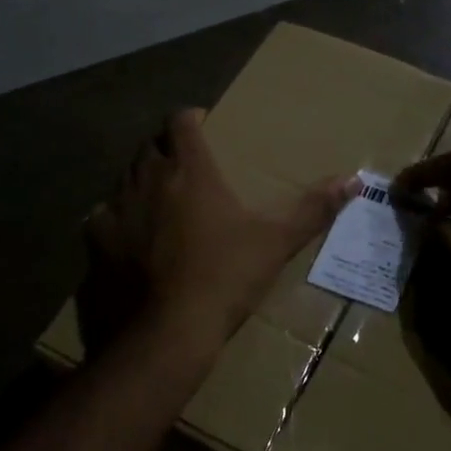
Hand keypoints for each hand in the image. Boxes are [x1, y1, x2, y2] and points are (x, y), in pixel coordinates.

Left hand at [79, 110, 359, 356]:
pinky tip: (130, 238)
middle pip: (151, 145)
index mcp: (189, 169)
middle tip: (187, 166)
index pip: (181, 120)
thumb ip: (313, 209)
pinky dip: (117, 219)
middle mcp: (147, 177)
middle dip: (167, 148)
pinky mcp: (96, 240)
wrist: (166, 332)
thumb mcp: (275, 243)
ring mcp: (117, 208)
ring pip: (125, 177)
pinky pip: (103, 216)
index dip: (191, 118)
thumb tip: (353, 180)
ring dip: (142, 181)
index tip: (203, 126)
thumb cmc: (225, 278)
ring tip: (161, 200)